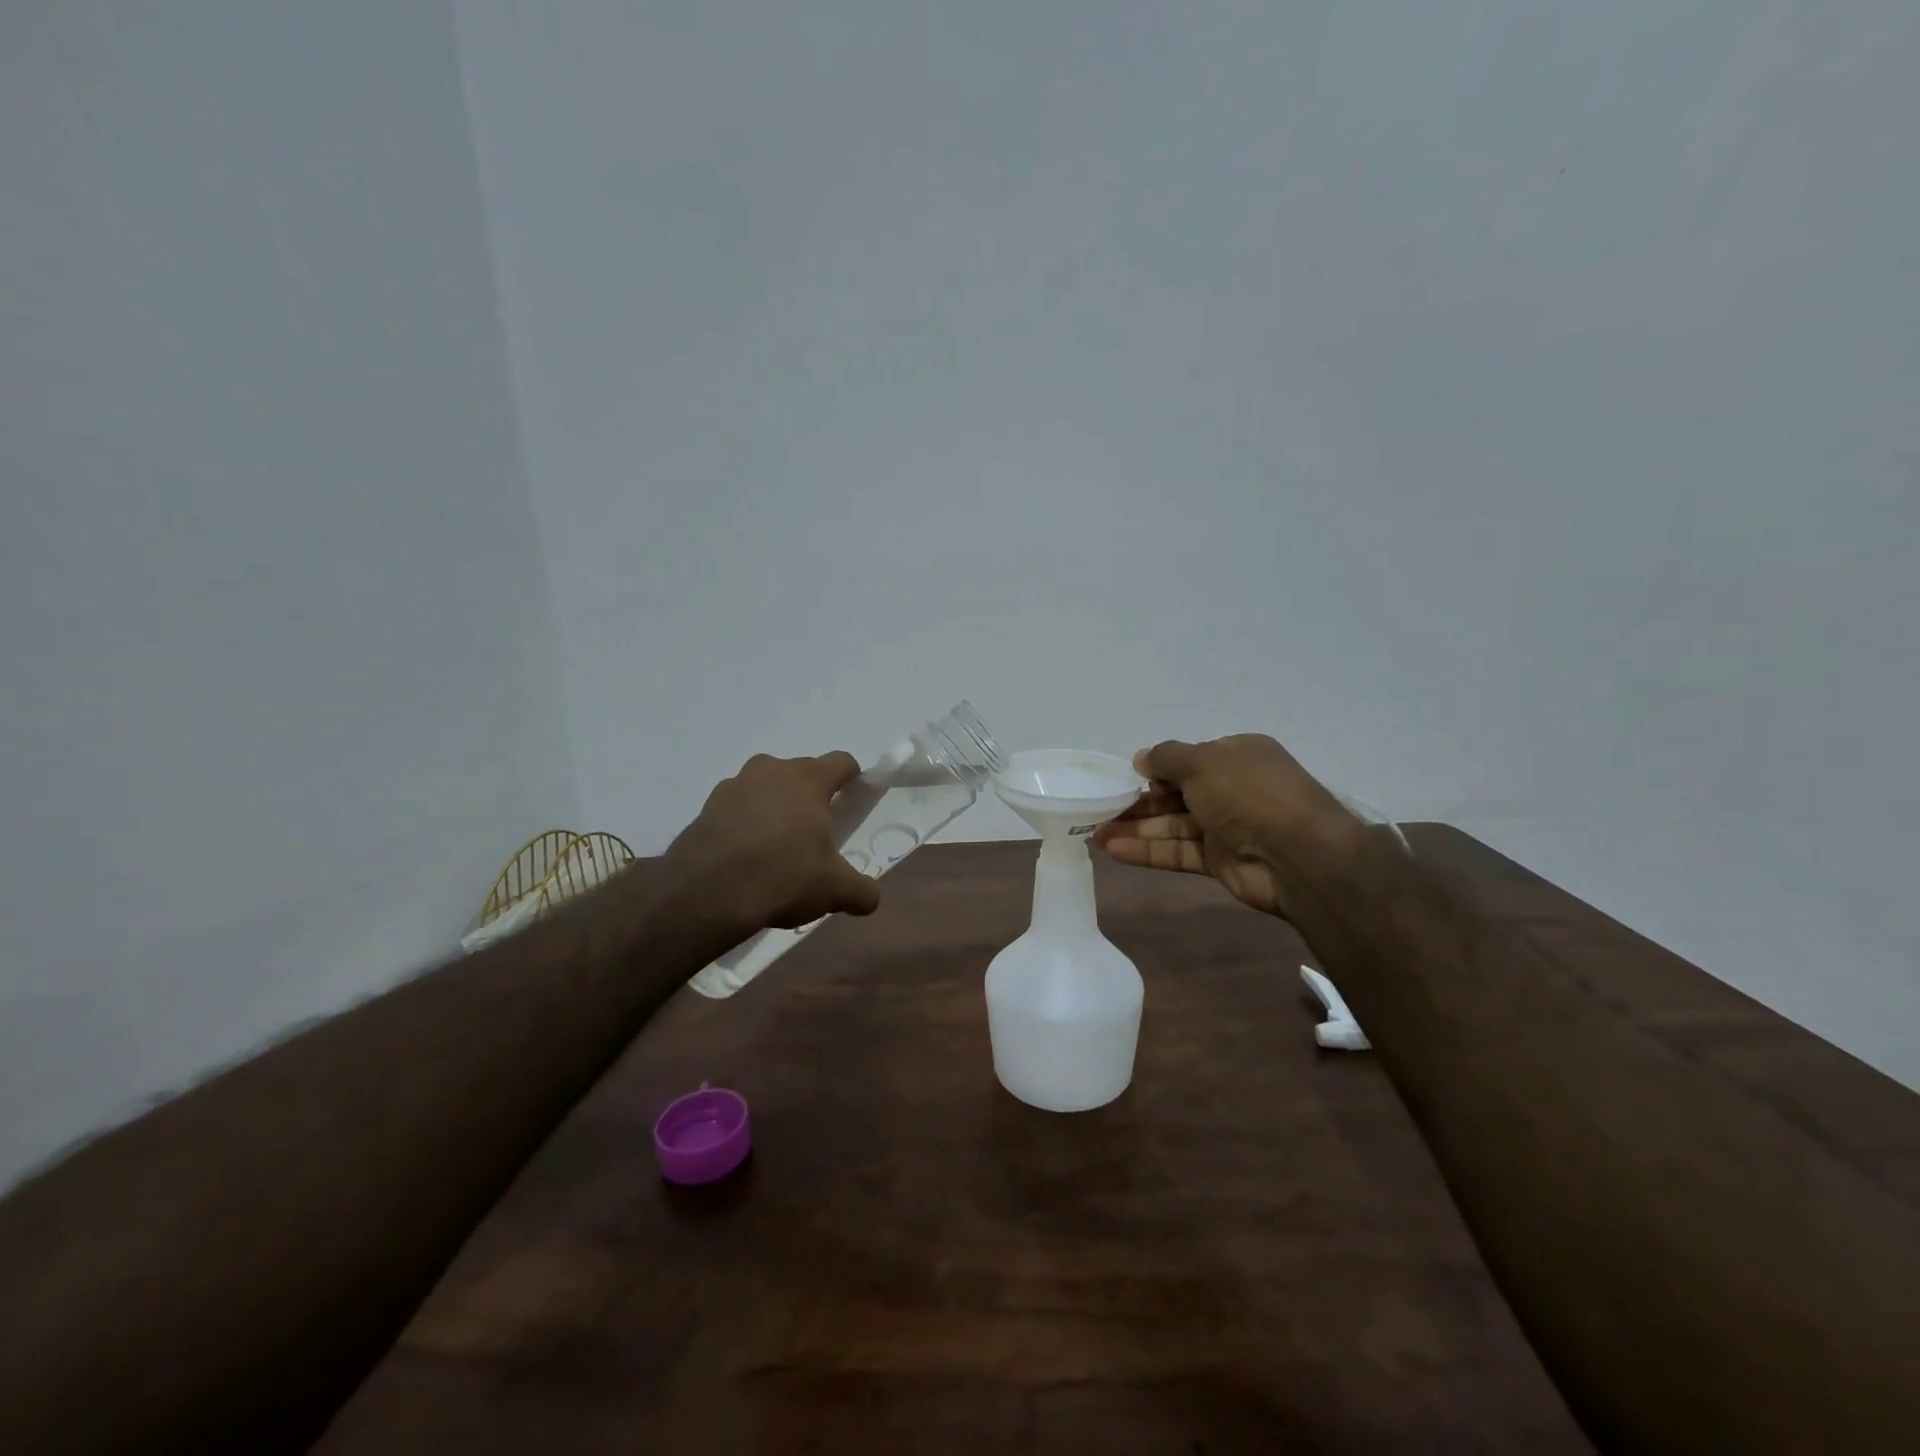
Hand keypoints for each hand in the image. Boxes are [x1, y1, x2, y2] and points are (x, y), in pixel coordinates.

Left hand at [665, 752, 881, 931]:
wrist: (706, 892)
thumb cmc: (782, 876)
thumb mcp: (834, 890)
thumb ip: (861, 891)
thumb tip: (872, 898)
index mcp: (809, 779)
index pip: (841, 762)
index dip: (852, 777)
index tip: (854, 797)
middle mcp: (772, 770)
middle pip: (801, 772)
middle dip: (812, 795)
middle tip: (816, 831)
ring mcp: (735, 785)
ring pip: (766, 786)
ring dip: (775, 805)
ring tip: (778, 843)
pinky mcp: (706, 807)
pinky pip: (737, 807)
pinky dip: (745, 822)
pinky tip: (746, 855)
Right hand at [1092, 734, 1358, 918]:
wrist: (1299, 855)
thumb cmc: (1249, 793)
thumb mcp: (1203, 761)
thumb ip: (1166, 758)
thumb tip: (1140, 758)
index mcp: (1237, 757)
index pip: (1189, 760)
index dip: (1157, 769)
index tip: (1126, 778)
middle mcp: (1232, 789)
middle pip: (1176, 794)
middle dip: (1139, 803)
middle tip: (1100, 810)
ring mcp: (1227, 828)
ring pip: (1173, 825)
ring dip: (1136, 829)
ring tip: (1096, 834)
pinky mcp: (1220, 862)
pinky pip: (1178, 852)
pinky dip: (1148, 851)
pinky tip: (1114, 851)